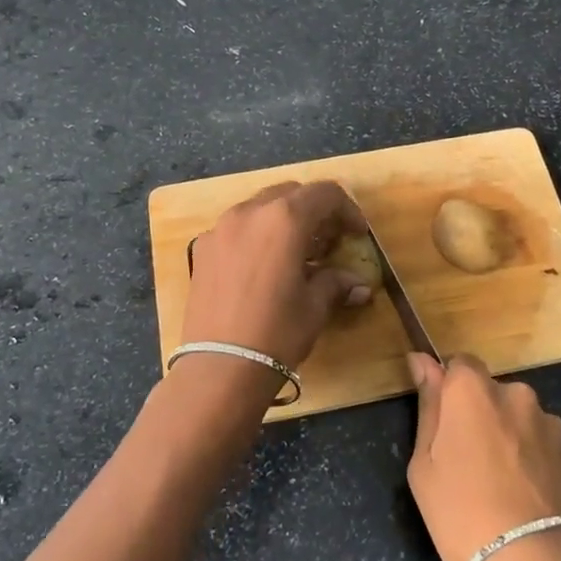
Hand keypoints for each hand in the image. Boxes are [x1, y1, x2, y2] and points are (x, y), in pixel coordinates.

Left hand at [181, 181, 371, 370]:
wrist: (219, 367)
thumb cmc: (277, 332)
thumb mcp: (315, 306)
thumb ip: (336, 283)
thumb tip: (358, 285)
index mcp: (284, 218)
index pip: (324, 194)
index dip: (347, 210)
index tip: (356, 234)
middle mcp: (250, 212)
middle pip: (290, 194)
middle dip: (314, 211)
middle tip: (328, 241)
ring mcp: (220, 228)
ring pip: (260, 207)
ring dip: (283, 221)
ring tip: (296, 254)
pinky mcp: (202, 249)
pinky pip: (236, 228)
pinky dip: (257, 235)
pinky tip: (264, 267)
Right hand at [406, 353, 560, 560]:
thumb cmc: (464, 512)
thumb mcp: (425, 466)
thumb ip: (428, 407)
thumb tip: (423, 361)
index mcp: (473, 390)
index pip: (459, 364)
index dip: (448, 389)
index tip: (441, 422)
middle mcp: (516, 394)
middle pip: (491, 394)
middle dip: (479, 417)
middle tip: (465, 463)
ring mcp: (549, 424)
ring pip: (519, 421)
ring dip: (509, 440)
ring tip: (500, 489)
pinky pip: (542, 448)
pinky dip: (532, 464)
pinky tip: (525, 501)